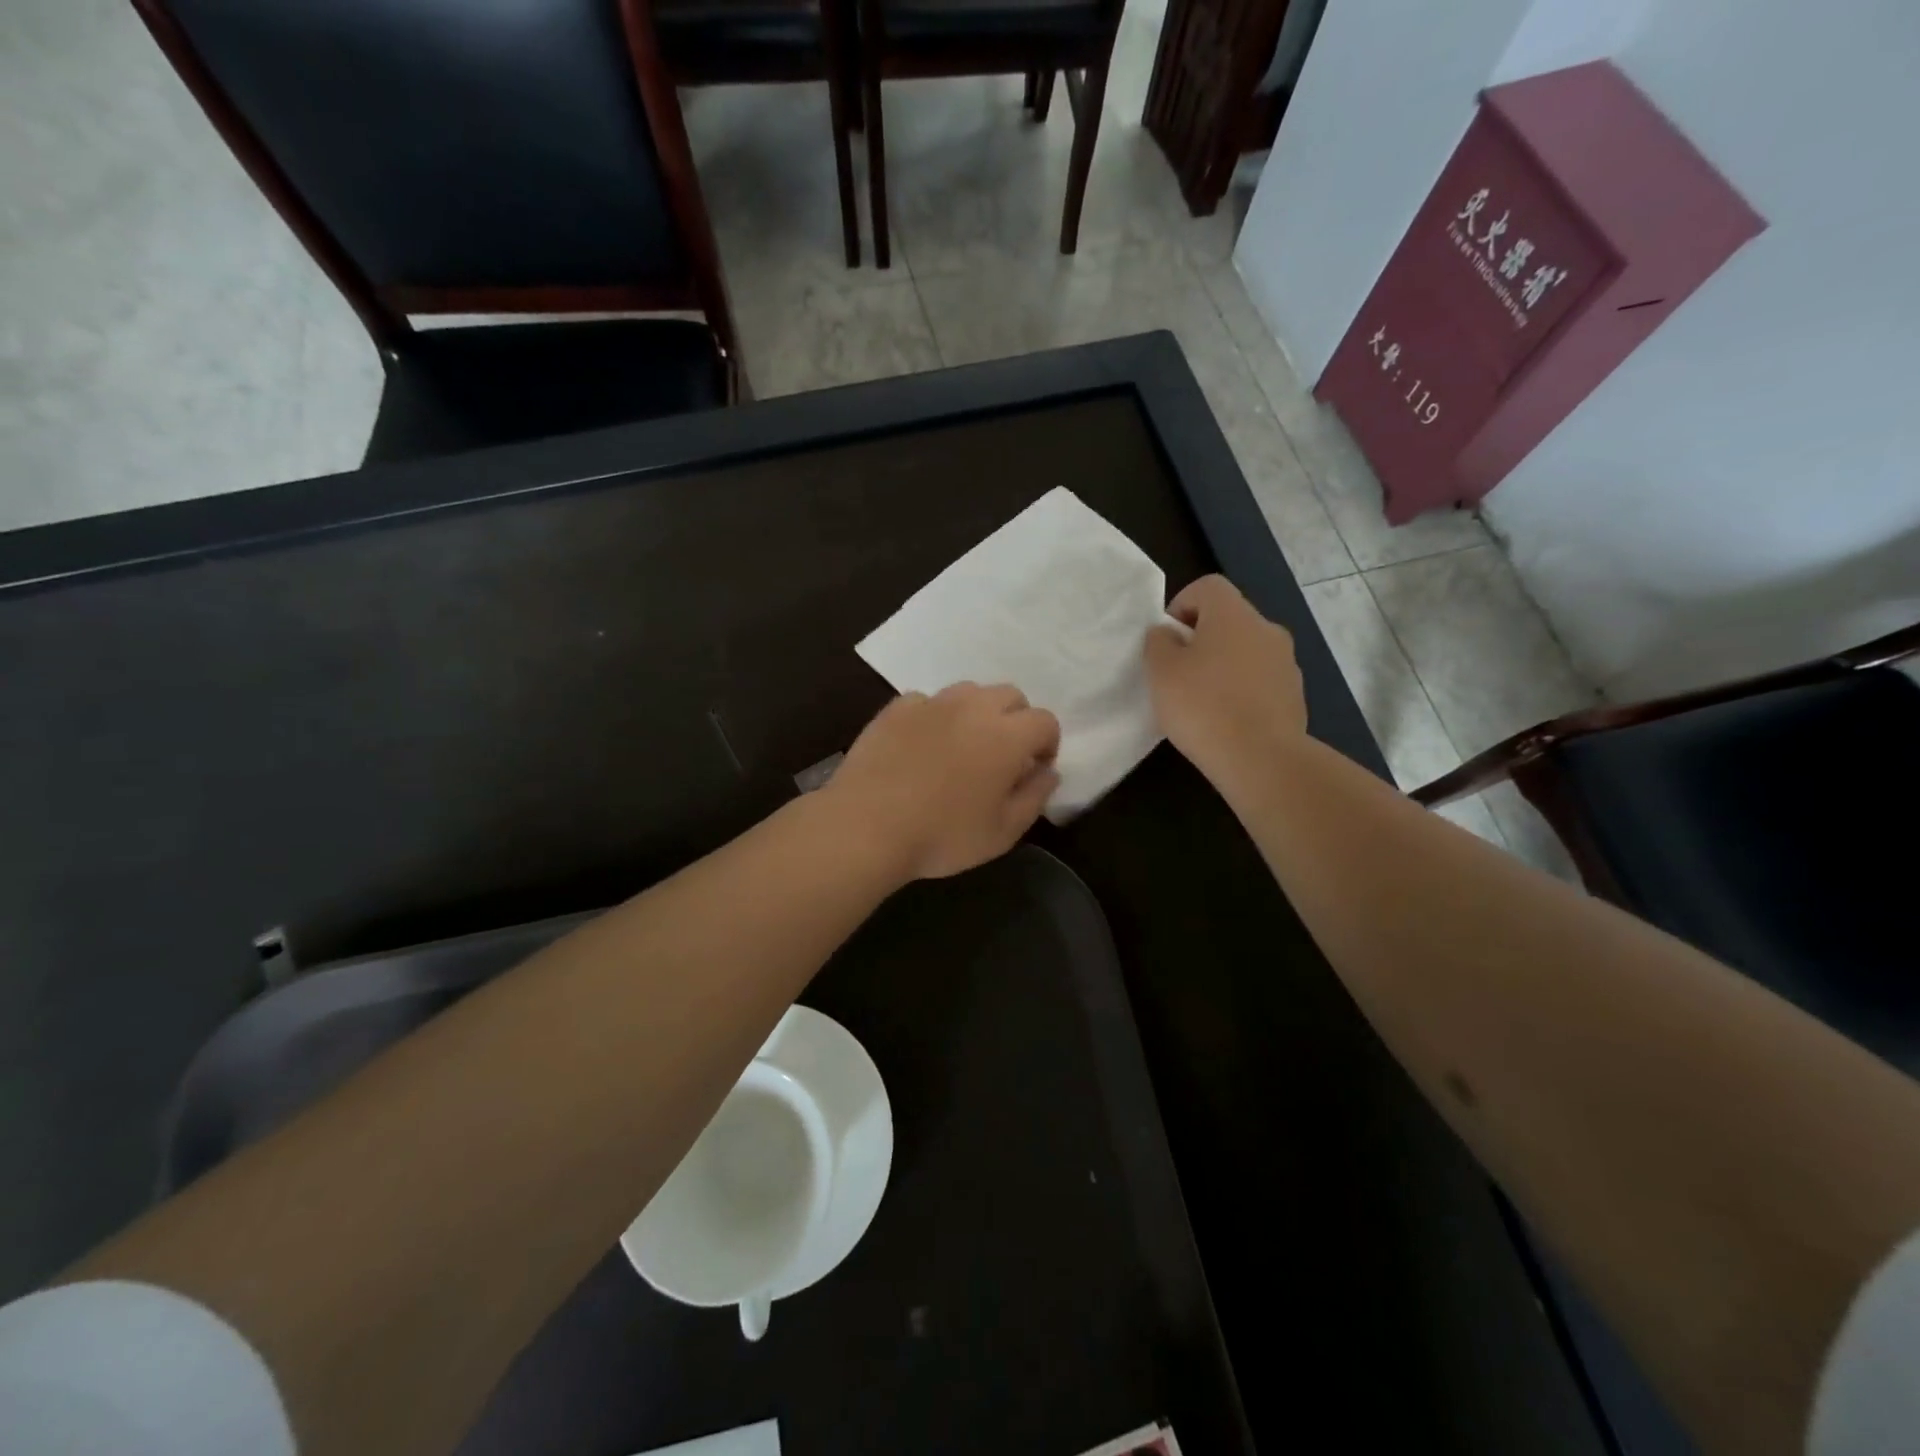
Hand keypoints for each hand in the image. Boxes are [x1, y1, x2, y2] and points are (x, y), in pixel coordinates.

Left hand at [827, 684, 1061, 881]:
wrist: (866, 827)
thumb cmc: (942, 836)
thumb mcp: (1003, 832)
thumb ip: (1035, 797)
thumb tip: (1047, 772)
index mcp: (1007, 735)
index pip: (1045, 721)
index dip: (1047, 744)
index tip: (1033, 770)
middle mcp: (973, 707)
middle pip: (1010, 696)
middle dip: (1016, 720)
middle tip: (1002, 756)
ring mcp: (931, 703)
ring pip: (969, 692)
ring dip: (977, 712)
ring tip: (963, 747)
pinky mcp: (896, 708)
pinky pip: (927, 701)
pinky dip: (934, 717)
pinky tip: (922, 745)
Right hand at [1144, 575, 1306, 788]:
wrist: (1261, 759)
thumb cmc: (1203, 706)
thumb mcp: (1160, 671)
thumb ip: (1158, 642)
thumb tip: (1167, 633)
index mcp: (1233, 614)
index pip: (1207, 586)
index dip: (1181, 605)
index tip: (1166, 640)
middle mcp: (1266, 628)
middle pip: (1228, 619)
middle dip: (1201, 639)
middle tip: (1178, 673)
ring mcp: (1286, 662)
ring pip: (1246, 651)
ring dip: (1223, 665)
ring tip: (1202, 701)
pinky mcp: (1294, 694)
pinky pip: (1260, 680)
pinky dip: (1241, 690)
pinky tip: (1226, 720)